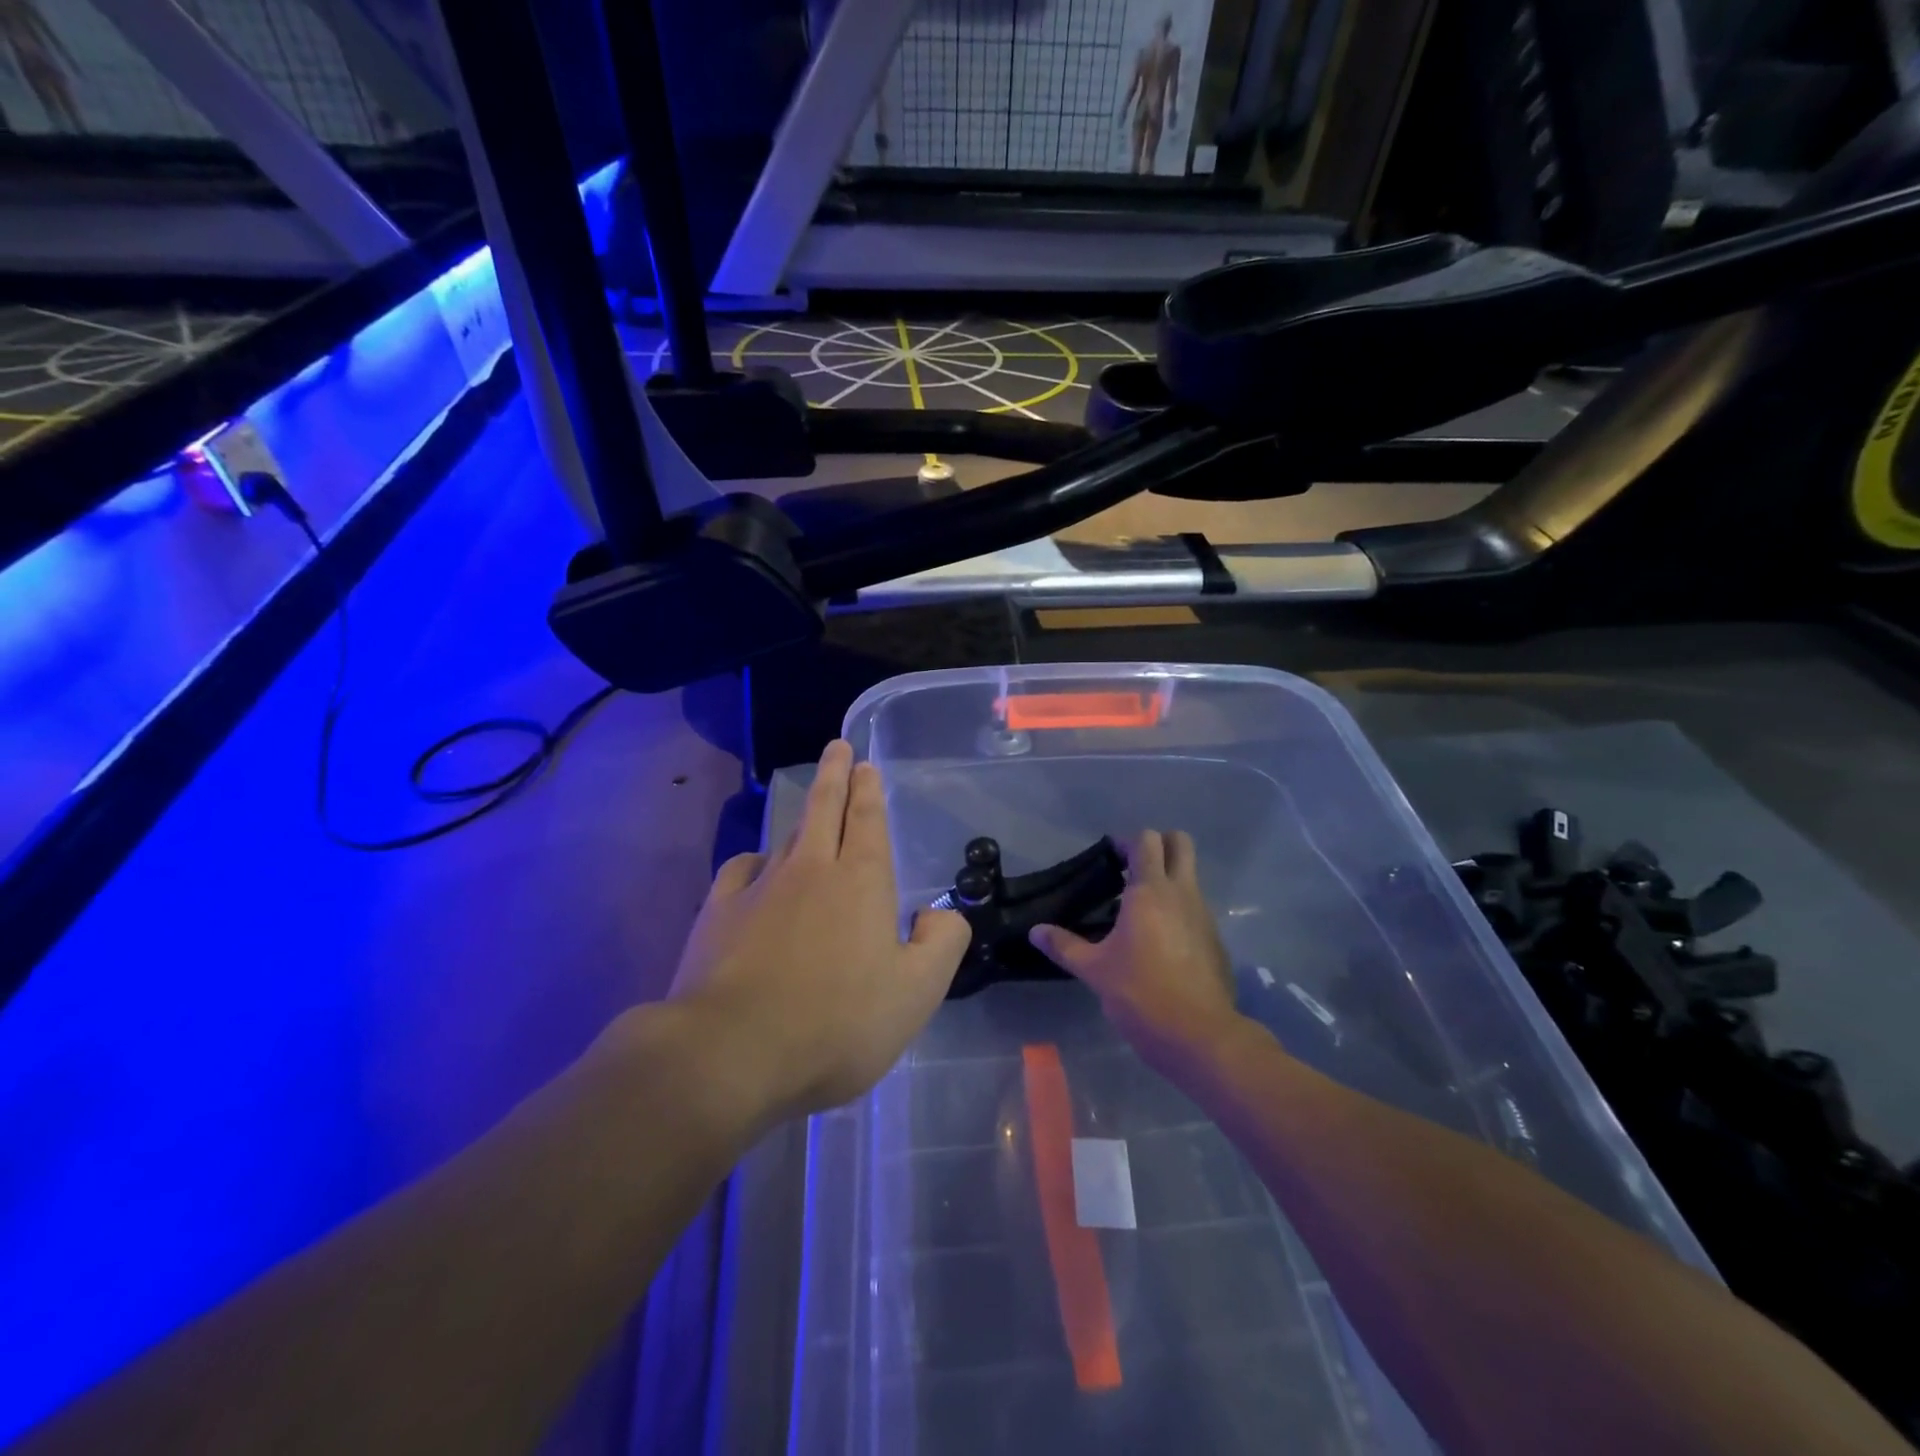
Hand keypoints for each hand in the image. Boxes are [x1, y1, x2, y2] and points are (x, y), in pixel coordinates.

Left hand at [665, 741, 970, 1125]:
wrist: (732, 1051)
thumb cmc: (837, 1023)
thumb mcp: (917, 993)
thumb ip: (942, 943)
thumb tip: (940, 913)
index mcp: (862, 882)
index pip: (868, 820)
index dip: (869, 790)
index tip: (865, 764)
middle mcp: (811, 870)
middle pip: (825, 808)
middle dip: (835, 774)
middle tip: (838, 746)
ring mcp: (761, 888)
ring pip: (787, 835)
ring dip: (803, 813)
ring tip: (811, 803)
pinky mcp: (719, 913)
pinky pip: (742, 869)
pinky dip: (756, 860)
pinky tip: (758, 867)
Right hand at [1030, 830, 1242, 1076]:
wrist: (1199, 1035)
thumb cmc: (1140, 993)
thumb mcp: (1094, 970)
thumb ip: (1063, 946)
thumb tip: (1035, 931)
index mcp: (1149, 891)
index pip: (1146, 840)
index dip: (1127, 842)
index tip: (1110, 859)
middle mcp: (1181, 893)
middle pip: (1180, 843)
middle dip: (1160, 844)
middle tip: (1133, 868)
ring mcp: (1204, 915)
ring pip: (1191, 876)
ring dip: (1169, 879)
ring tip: (1139, 910)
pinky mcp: (1215, 939)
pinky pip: (1197, 908)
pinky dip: (1180, 910)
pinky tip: (1160, 943)